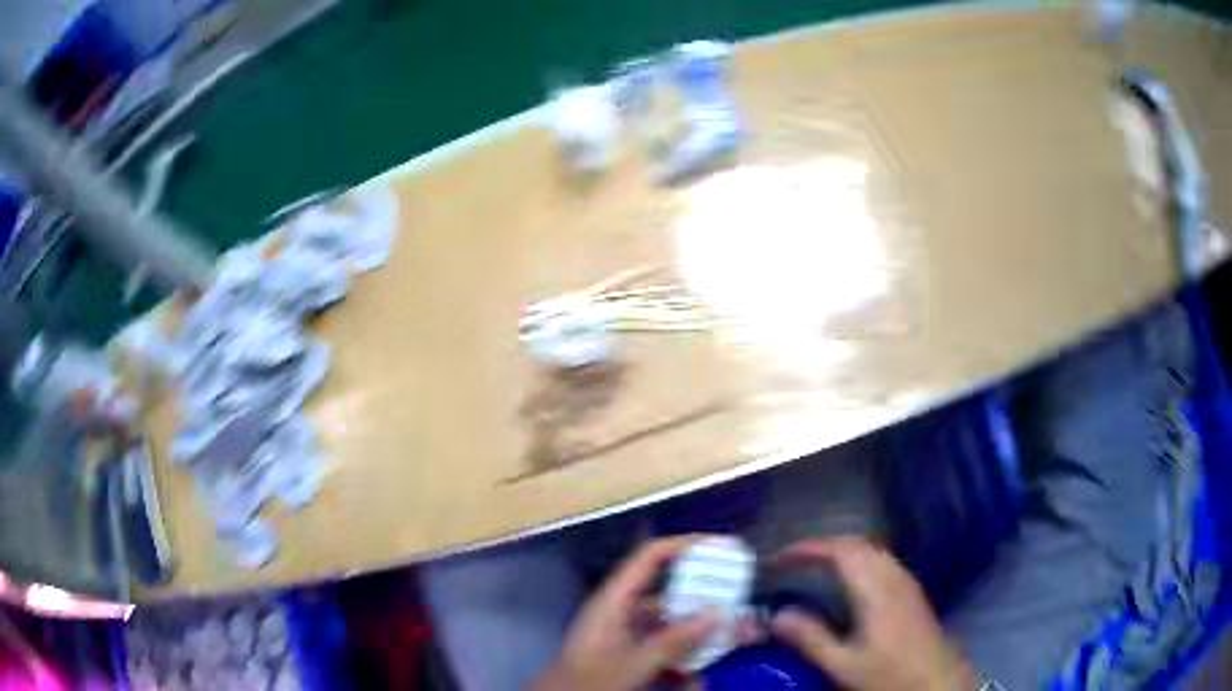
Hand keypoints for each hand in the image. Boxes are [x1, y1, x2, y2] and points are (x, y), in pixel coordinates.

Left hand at [530, 536, 717, 690]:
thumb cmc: (589, 680)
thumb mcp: (633, 662)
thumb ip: (674, 639)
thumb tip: (716, 613)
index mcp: (615, 600)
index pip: (650, 557)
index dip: (685, 545)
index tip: (722, 547)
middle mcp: (623, 610)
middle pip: (670, 591)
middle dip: (706, 597)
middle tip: (740, 600)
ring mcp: (628, 634)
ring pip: (673, 623)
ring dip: (700, 633)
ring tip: (734, 638)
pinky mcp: (632, 655)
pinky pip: (666, 647)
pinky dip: (685, 657)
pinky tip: (702, 676)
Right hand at [770, 537, 974, 690]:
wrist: (936, 680)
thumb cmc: (888, 674)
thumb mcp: (843, 664)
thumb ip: (811, 638)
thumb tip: (778, 615)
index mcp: (875, 589)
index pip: (840, 551)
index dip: (808, 548)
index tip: (780, 557)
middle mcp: (892, 576)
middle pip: (857, 544)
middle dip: (823, 546)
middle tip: (793, 562)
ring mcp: (906, 582)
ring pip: (872, 550)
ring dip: (841, 551)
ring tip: (814, 569)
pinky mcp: (912, 591)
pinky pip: (881, 562)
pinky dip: (858, 561)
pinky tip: (848, 584)